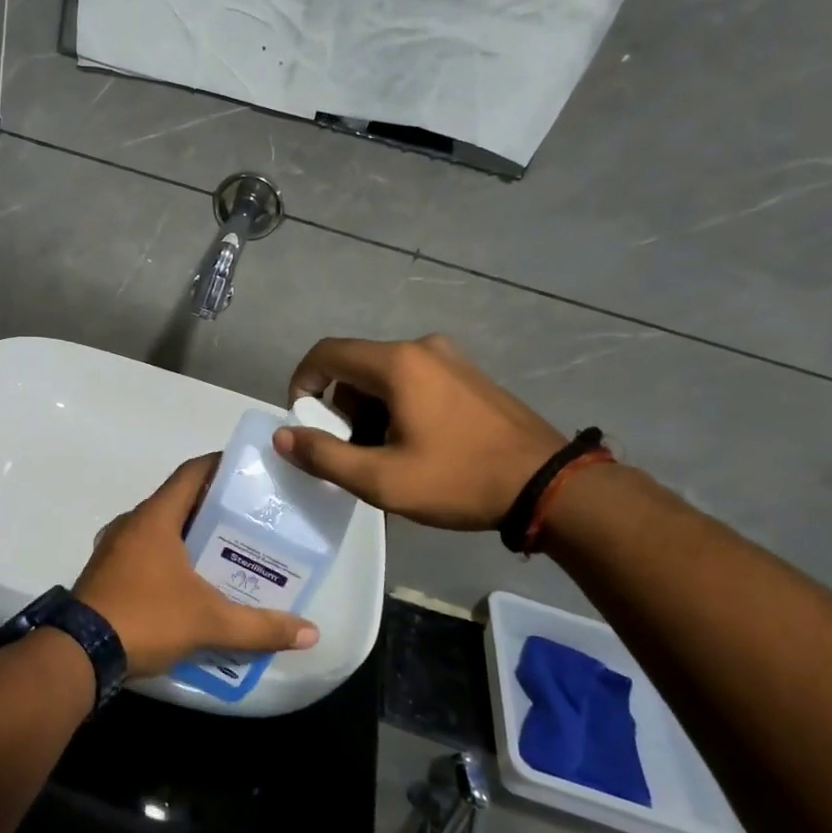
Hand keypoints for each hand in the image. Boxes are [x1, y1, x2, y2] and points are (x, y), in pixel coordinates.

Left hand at [73, 456, 319, 677]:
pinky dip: (170, 558)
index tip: (248, 468)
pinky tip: (191, 583)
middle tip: (249, 519)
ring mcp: (114, 548)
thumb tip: (310, 633)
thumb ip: (260, 627)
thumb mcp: (209, 622)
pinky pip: (145, 552)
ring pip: (160, 530)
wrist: (79, 654)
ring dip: (190, 535)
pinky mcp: (106, 574)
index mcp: (155, 518)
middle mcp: (132, 524)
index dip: (219, 465)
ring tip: (226, 551)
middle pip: (178, 501)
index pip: (191, 473)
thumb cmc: (146, 618)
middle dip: (212, 507)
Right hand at [274, 335, 566, 529]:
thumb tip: (283, 437)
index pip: (327, 353)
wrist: (548, 485)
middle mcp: (422, 347)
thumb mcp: (382, 479)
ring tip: (386, 456)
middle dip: (340, 407)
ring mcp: (451, 358)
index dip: (302, 383)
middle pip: (356, 366)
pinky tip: (417, 445)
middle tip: (350, 450)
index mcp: (398, 363)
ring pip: (385, 375)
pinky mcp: (469, 375)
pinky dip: (398, 406)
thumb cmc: (459, 479)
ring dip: (370, 410)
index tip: (303, 422)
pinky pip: (414, 380)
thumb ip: (324, 456)